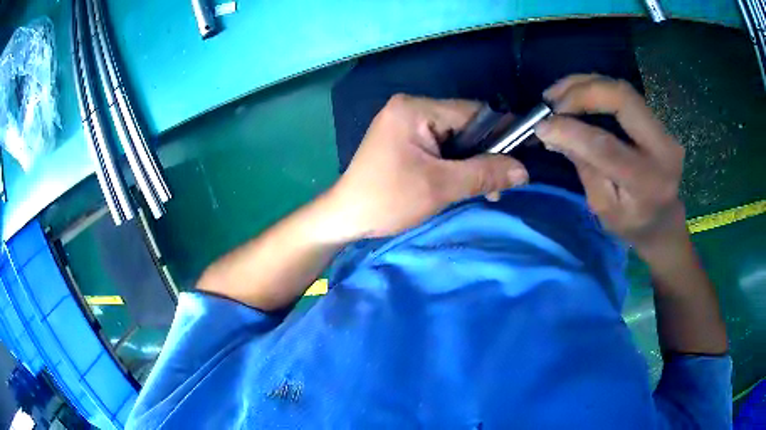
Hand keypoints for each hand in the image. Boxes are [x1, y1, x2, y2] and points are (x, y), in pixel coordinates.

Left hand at [325, 94, 527, 239]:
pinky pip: (441, 146)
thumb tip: (523, 171)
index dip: (499, 135)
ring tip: (486, 190)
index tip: (519, 159)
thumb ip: (484, 174)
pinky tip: (465, 184)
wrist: (345, 217)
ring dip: (472, 163)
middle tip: (500, 185)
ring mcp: (406, 123)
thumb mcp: (440, 187)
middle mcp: (410, 108)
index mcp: (415, 109)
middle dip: (485, 155)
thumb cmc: (387, 199)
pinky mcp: (405, 139)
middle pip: (465, 124)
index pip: (472, 112)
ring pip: (456, 138)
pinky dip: (456, 165)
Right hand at [534, 74, 686, 253]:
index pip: (607, 147)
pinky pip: (624, 94)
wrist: (664, 221)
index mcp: (647, 181)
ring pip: (622, 89)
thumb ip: (584, 167)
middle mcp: (663, 147)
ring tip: (557, 95)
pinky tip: (575, 95)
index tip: (541, 125)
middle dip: (581, 91)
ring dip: (585, 85)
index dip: (571, 131)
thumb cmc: (632, 224)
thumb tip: (552, 132)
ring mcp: (664, 129)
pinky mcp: (657, 120)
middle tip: (551, 100)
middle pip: (622, 98)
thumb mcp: (603, 208)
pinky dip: (595, 89)